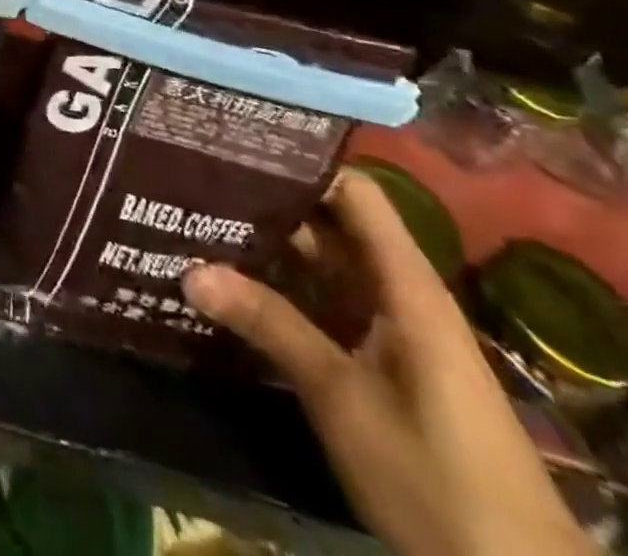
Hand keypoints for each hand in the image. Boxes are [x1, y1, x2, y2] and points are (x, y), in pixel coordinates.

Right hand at [182, 173, 597, 555]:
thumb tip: (189, 269)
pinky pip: (325, 303)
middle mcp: (398, 292)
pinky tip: (230, 283)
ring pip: (322, 264)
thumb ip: (269, 325)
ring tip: (197, 220)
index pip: (353, 191)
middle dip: (267, 202)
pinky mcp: (381, 361)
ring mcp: (390, 328)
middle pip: (329, 223)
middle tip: (194, 182)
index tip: (235, 148)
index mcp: (404, 283)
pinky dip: (281, 289)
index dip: (300, 163)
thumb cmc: (439, 479)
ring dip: (268, 247)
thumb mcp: (342, 397)